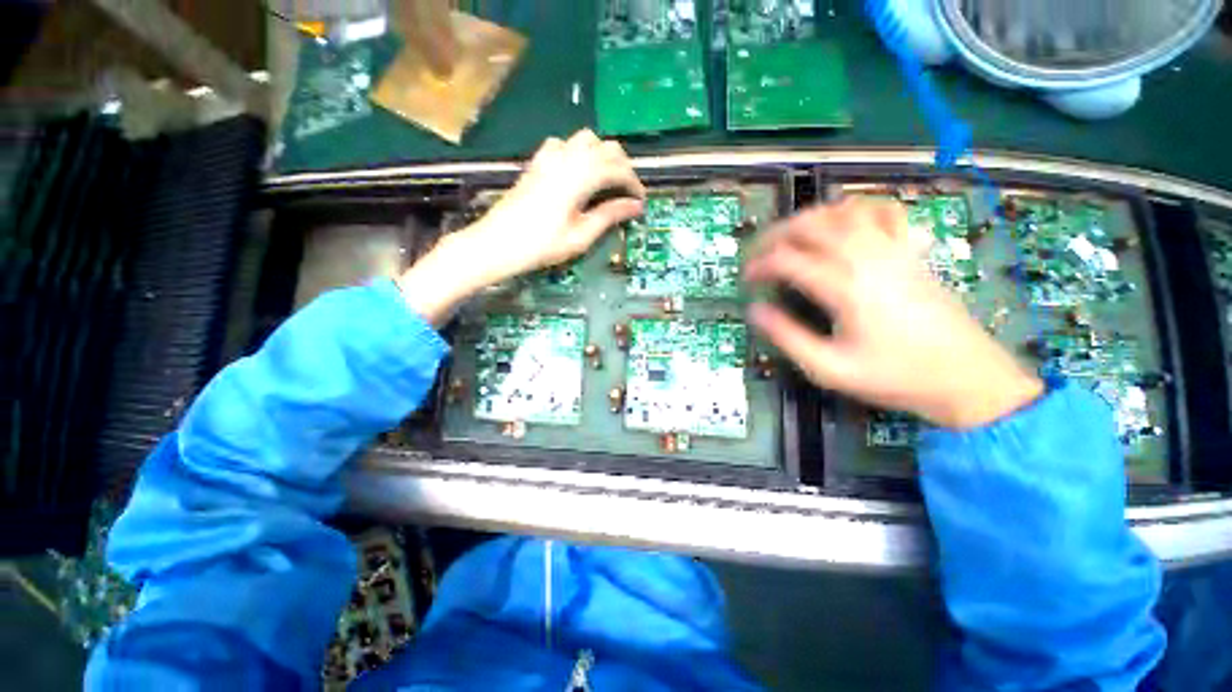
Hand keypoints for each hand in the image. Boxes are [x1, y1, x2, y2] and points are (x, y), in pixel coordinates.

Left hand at [398, 130, 644, 324]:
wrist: (496, 243)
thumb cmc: (540, 246)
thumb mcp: (580, 236)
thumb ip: (609, 216)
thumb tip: (635, 206)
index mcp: (579, 178)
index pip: (617, 169)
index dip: (634, 183)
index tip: (641, 201)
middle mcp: (566, 159)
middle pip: (605, 147)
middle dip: (623, 166)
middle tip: (627, 191)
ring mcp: (548, 157)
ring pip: (586, 139)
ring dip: (602, 155)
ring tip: (607, 180)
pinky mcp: (537, 163)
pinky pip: (563, 144)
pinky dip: (578, 152)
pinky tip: (578, 172)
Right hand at [744, 199, 1042, 428]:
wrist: (967, 378)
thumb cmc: (894, 377)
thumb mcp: (829, 369)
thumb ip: (787, 337)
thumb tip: (754, 310)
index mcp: (845, 288)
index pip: (788, 260)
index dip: (759, 265)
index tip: (746, 278)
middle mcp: (867, 258)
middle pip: (812, 226)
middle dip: (776, 235)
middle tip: (759, 253)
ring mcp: (893, 249)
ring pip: (843, 211)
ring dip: (809, 217)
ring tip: (790, 235)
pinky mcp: (910, 251)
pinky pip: (883, 212)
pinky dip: (856, 207)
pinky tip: (843, 220)